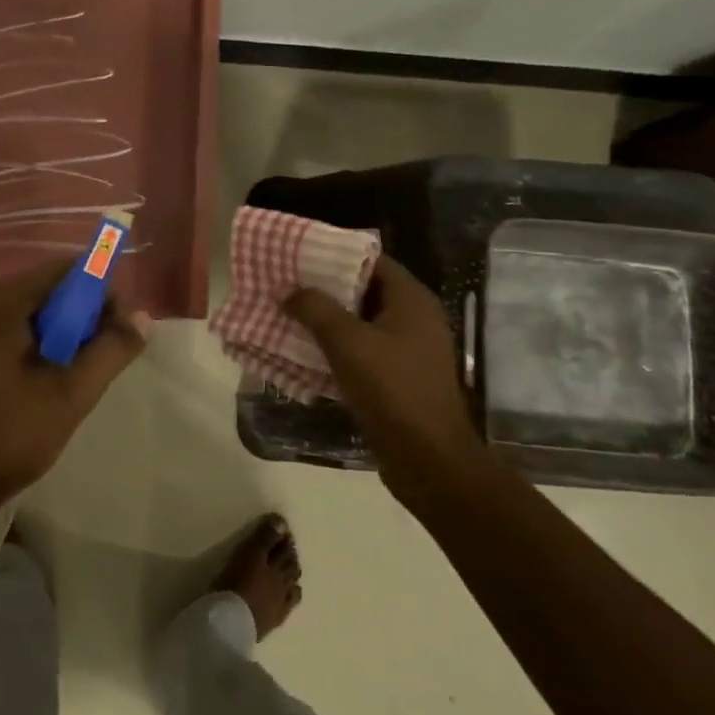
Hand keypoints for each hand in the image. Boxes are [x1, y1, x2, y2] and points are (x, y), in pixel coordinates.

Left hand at [0, 256, 150, 510]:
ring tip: (81, 373)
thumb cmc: (8, 434)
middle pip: (51, 288)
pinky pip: (18, 329)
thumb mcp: (71, 393)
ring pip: (36, 311)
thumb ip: (111, 350)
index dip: (102, 291)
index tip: (122, 329)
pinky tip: (52, 379)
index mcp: (2, 301)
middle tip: (106, 357)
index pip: (66, 270)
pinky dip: (43, 344)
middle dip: (85, 315)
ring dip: (66, 333)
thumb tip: (144, 317)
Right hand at [284, 256, 483, 505]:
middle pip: (365, 291)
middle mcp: (415, 319)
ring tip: (288, 315)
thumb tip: (290, 291)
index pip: (372, 260)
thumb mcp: (347, 342)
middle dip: (326, 289)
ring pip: (362, 324)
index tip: (300, 256)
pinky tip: (305, 352)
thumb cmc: (391, 389)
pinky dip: (337, 349)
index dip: (336, 255)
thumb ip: (316, 310)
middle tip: (287, 285)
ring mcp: (409, 350)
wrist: (428, 458)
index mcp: (412, 300)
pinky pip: (363, 352)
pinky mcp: (399, 378)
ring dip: (328, 321)